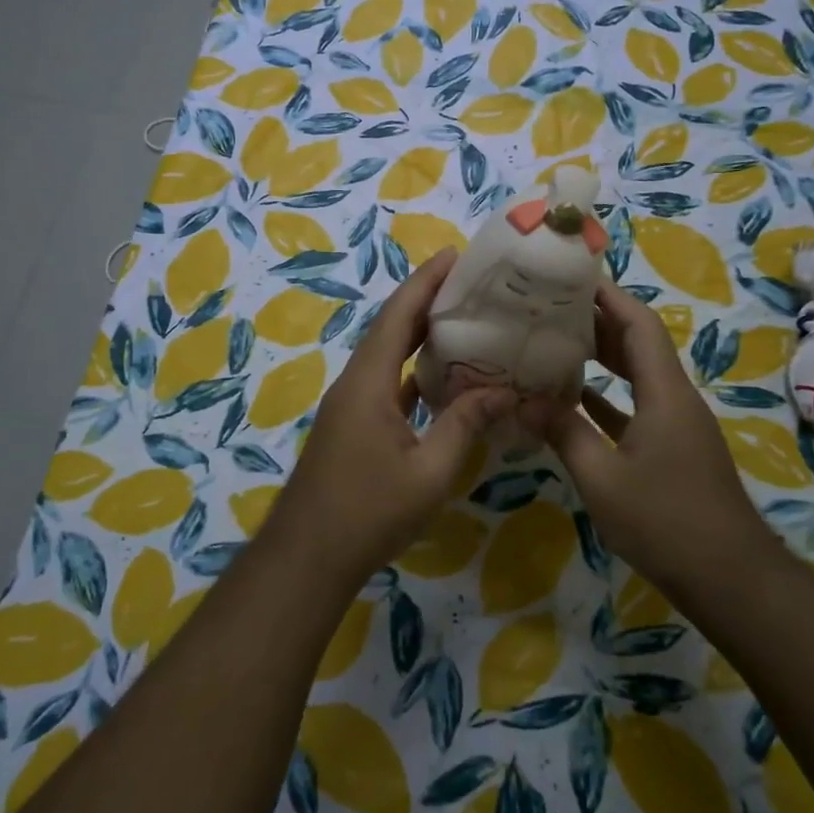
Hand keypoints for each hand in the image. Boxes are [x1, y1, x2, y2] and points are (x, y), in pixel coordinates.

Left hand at [272, 249, 511, 588]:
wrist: (308, 557)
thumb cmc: (369, 512)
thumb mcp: (429, 471)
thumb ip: (466, 426)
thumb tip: (505, 391)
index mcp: (369, 382)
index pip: (398, 316)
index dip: (425, 282)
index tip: (454, 255)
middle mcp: (356, 383)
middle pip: (391, 328)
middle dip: (426, 301)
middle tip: (470, 284)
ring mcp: (351, 405)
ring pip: (388, 356)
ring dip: (420, 336)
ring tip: (464, 322)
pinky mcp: (353, 426)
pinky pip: (387, 384)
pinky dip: (414, 373)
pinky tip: (443, 379)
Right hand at [526, 278, 772, 584]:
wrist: (728, 578)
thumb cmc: (665, 521)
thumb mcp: (603, 478)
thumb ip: (564, 433)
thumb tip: (526, 400)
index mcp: (665, 393)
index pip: (638, 325)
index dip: (608, 296)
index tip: (572, 277)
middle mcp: (674, 398)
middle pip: (639, 344)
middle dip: (598, 321)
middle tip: (551, 308)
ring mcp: (676, 425)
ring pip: (638, 376)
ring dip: (603, 358)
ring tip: (556, 342)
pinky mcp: (673, 449)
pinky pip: (637, 407)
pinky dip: (608, 398)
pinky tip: (575, 399)